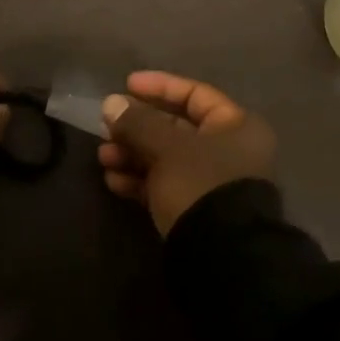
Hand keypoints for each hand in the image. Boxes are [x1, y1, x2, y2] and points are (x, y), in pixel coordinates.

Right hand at [98, 71, 275, 235]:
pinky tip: (112, 181)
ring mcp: (211, 182)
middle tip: (106, 126)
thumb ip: (137, 122)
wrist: (220, 256)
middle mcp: (228, 151)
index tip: (126, 85)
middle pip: (175, 128)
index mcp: (236, 127)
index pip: (195, 94)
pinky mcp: (194, 209)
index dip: (160, 86)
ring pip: (164, 158)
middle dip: (137, 126)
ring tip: (104, 157)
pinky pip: (163, 185)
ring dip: (131, 154)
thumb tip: (111, 104)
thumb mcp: (166, 147)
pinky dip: (138, 180)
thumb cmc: (199, 184)